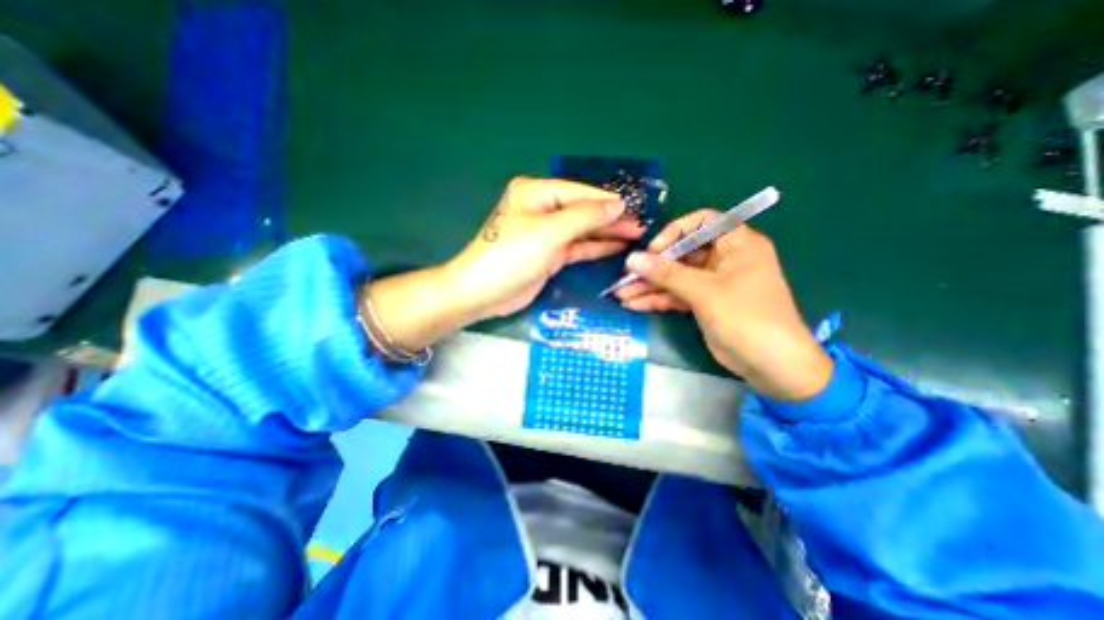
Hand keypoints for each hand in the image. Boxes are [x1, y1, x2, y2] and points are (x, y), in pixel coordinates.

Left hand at [444, 177, 643, 317]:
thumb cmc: (512, 255)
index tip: (635, 209)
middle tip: (641, 226)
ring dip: (607, 233)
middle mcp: (542, 209)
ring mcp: (547, 233)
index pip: (580, 193)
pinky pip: (577, 247)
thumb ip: (585, 217)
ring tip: (635, 236)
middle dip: (611, 219)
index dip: (608, 202)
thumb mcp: (550, 231)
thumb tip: (617, 205)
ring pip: (582, 230)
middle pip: (583, 211)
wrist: (484, 292)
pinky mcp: (549, 255)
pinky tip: (616, 246)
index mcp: (537, 193)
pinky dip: (595, 247)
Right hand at [613, 210, 826, 398]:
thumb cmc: (745, 316)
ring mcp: (712, 283)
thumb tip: (632, 260)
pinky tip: (634, 305)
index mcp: (736, 244)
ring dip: (649, 286)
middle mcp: (723, 259)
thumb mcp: (704, 291)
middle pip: (681, 254)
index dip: (675, 232)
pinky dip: (657, 300)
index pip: (701, 223)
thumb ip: (666, 274)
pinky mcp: (703, 303)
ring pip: (675, 278)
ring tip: (621, 295)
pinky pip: (677, 296)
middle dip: (653, 267)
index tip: (654, 251)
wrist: (770, 364)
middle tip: (626, 278)